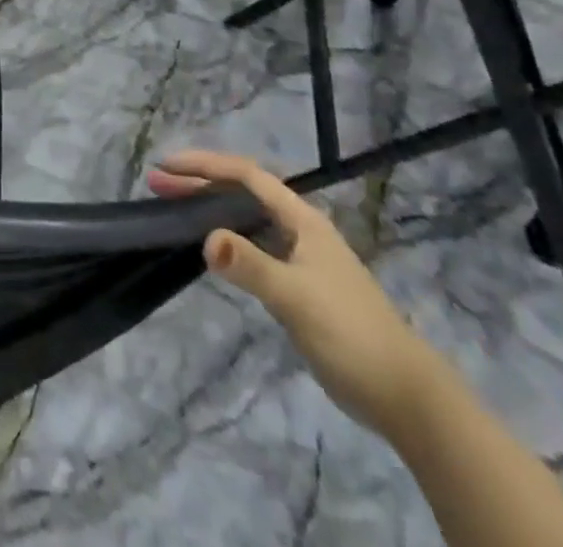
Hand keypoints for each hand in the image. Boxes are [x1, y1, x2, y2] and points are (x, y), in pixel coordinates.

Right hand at [149, 149, 444, 440]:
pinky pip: (252, 244)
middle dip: (199, 184)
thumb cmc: (351, 334)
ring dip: (209, 208)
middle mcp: (299, 229)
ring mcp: (300, 257)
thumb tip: (206, 239)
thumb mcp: (296, 298)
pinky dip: (225, 237)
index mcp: (302, 220)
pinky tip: (210, 248)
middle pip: (242, 193)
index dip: (205, 165)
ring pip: (246, 218)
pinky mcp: (298, 285)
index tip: (167, 167)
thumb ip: (251, 266)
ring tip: (173, 208)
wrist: (407, 397)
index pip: (246, 175)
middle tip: (156, 184)